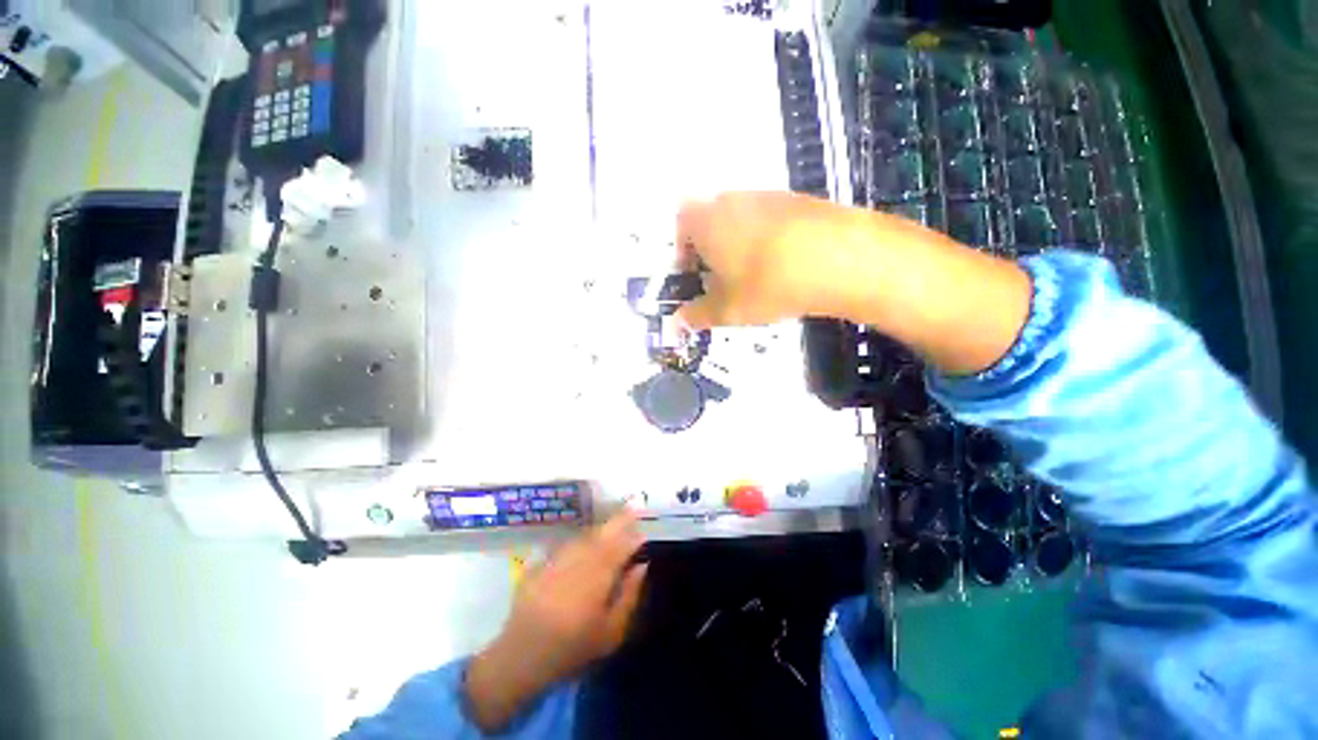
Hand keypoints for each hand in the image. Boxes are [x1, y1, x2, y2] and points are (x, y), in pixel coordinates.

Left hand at [465, 511, 647, 730]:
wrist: (522, 658)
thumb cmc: (573, 650)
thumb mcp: (611, 633)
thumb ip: (629, 596)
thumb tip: (642, 565)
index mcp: (596, 581)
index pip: (619, 547)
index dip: (632, 533)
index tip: (643, 524)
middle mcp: (576, 564)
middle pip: (601, 535)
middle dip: (618, 520)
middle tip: (632, 507)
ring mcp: (556, 561)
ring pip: (583, 537)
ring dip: (600, 529)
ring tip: (611, 527)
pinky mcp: (540, 564)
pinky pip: (565, 545)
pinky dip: (580, 541)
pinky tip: (584, 544)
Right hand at [675, 191, 1031, 375]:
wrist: (839, 258)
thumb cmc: (766, 284)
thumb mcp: (726, 310)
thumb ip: (696, 316)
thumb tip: (676, 324)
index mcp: (705, 220)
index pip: (680, 225)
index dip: (683, 251)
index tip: (694, 275)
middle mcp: (731, 199)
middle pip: (710, 220)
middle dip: (710, 249)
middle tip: (721, 280)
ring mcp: (767, 195)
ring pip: (740, 219)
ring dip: (739, 244)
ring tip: (753, 276)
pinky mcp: (798, 200)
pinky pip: (769, 219)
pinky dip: (767, 240)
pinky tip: (783, 265)